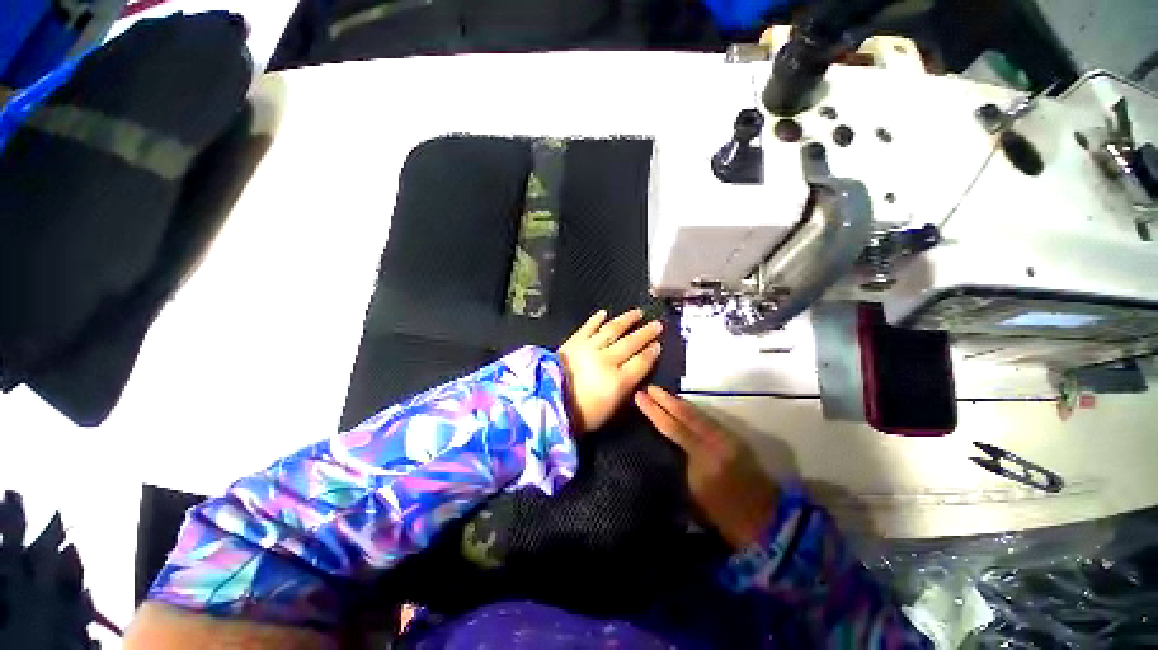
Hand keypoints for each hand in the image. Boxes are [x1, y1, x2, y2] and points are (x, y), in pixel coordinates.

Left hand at [557, 309, 662, 433]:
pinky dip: (596, 319)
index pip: (641, 362)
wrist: (545, 403)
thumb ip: (625, 390)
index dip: (651, 353)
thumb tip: (636, 374)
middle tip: (656, 324)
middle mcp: (606, 360)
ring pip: (612, 330)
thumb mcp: (610, 411)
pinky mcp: (573, 342)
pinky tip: (604, 313)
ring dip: (626, 320)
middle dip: (646, 333)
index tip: (658, 345)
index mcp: (617, 381)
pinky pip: (588, 327)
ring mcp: (589, 348)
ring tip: (637, 313)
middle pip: (631, 343)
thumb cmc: (580, 414)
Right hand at [635, 386, 778, 549]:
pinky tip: (685, 408)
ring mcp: (727, 438)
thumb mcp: (694, 495)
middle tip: (649, 388)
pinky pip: (707, 418)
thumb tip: (669, 445)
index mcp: (703, 457)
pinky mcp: (734, 439)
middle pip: (686, 414)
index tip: (639, 396)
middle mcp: (715, 441)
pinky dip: (692, 410)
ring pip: (698, 413)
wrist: (766, 520)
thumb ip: (682, 464)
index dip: (654, 411)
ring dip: (679, 402)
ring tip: (663, 394)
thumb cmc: (724, 516)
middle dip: (665, 399)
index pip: (672, 427)